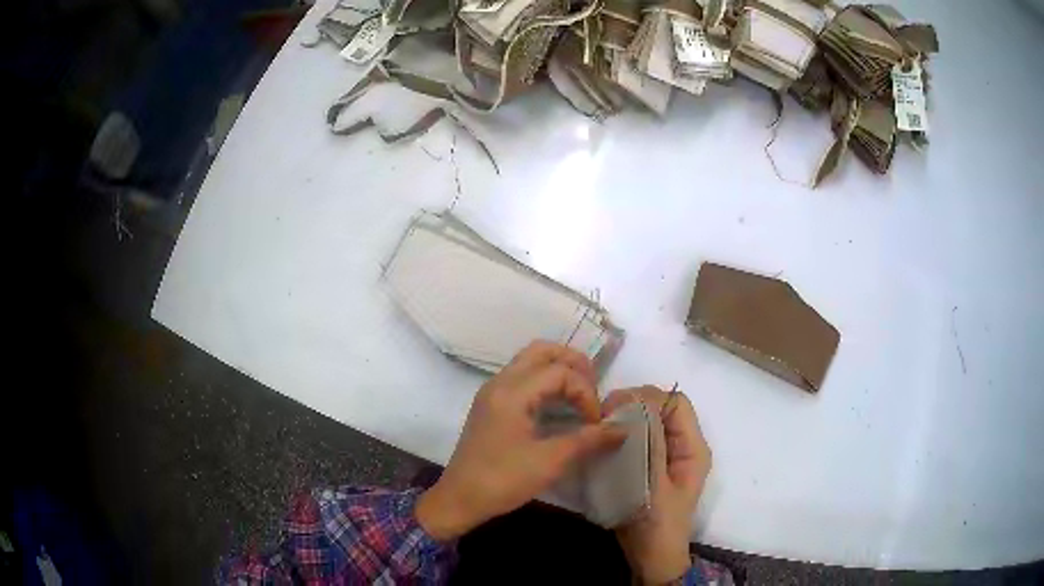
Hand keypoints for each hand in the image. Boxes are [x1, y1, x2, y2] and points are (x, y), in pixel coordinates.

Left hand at [416, 342, 626, 539]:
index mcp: (511, 393)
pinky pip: (521, 378)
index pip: (559, 372)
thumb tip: (621, 429)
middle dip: (573, 364)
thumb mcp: (550, 462)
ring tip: (580, 396)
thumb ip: (588, 441)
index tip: (595, 423)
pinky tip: (558, 406)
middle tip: (593, 388)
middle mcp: (499, 383)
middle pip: (541, 351)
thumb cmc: (503, 480)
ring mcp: (492, 393)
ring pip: (529, 362)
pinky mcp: (490, 406)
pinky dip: (544, 382)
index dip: (585, 392)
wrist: (459, 499)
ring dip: (558, 371)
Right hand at [603, 386, 711, 583]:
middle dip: (634, 405)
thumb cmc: (658, 524)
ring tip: (601, 427)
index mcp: (692, 447)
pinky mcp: (650, 463)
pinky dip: (622, 433)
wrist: (652, 556)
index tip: (615, 408)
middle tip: (603, 417)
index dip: (648, 398)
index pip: (676, 403)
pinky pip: (638, 436)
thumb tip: (641, 402)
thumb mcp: (655, 485)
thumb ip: (651, 444)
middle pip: (662, 407)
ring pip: (648, 420)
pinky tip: (605, 441)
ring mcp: (666, 455)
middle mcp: (683, 445)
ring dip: (626, 418)